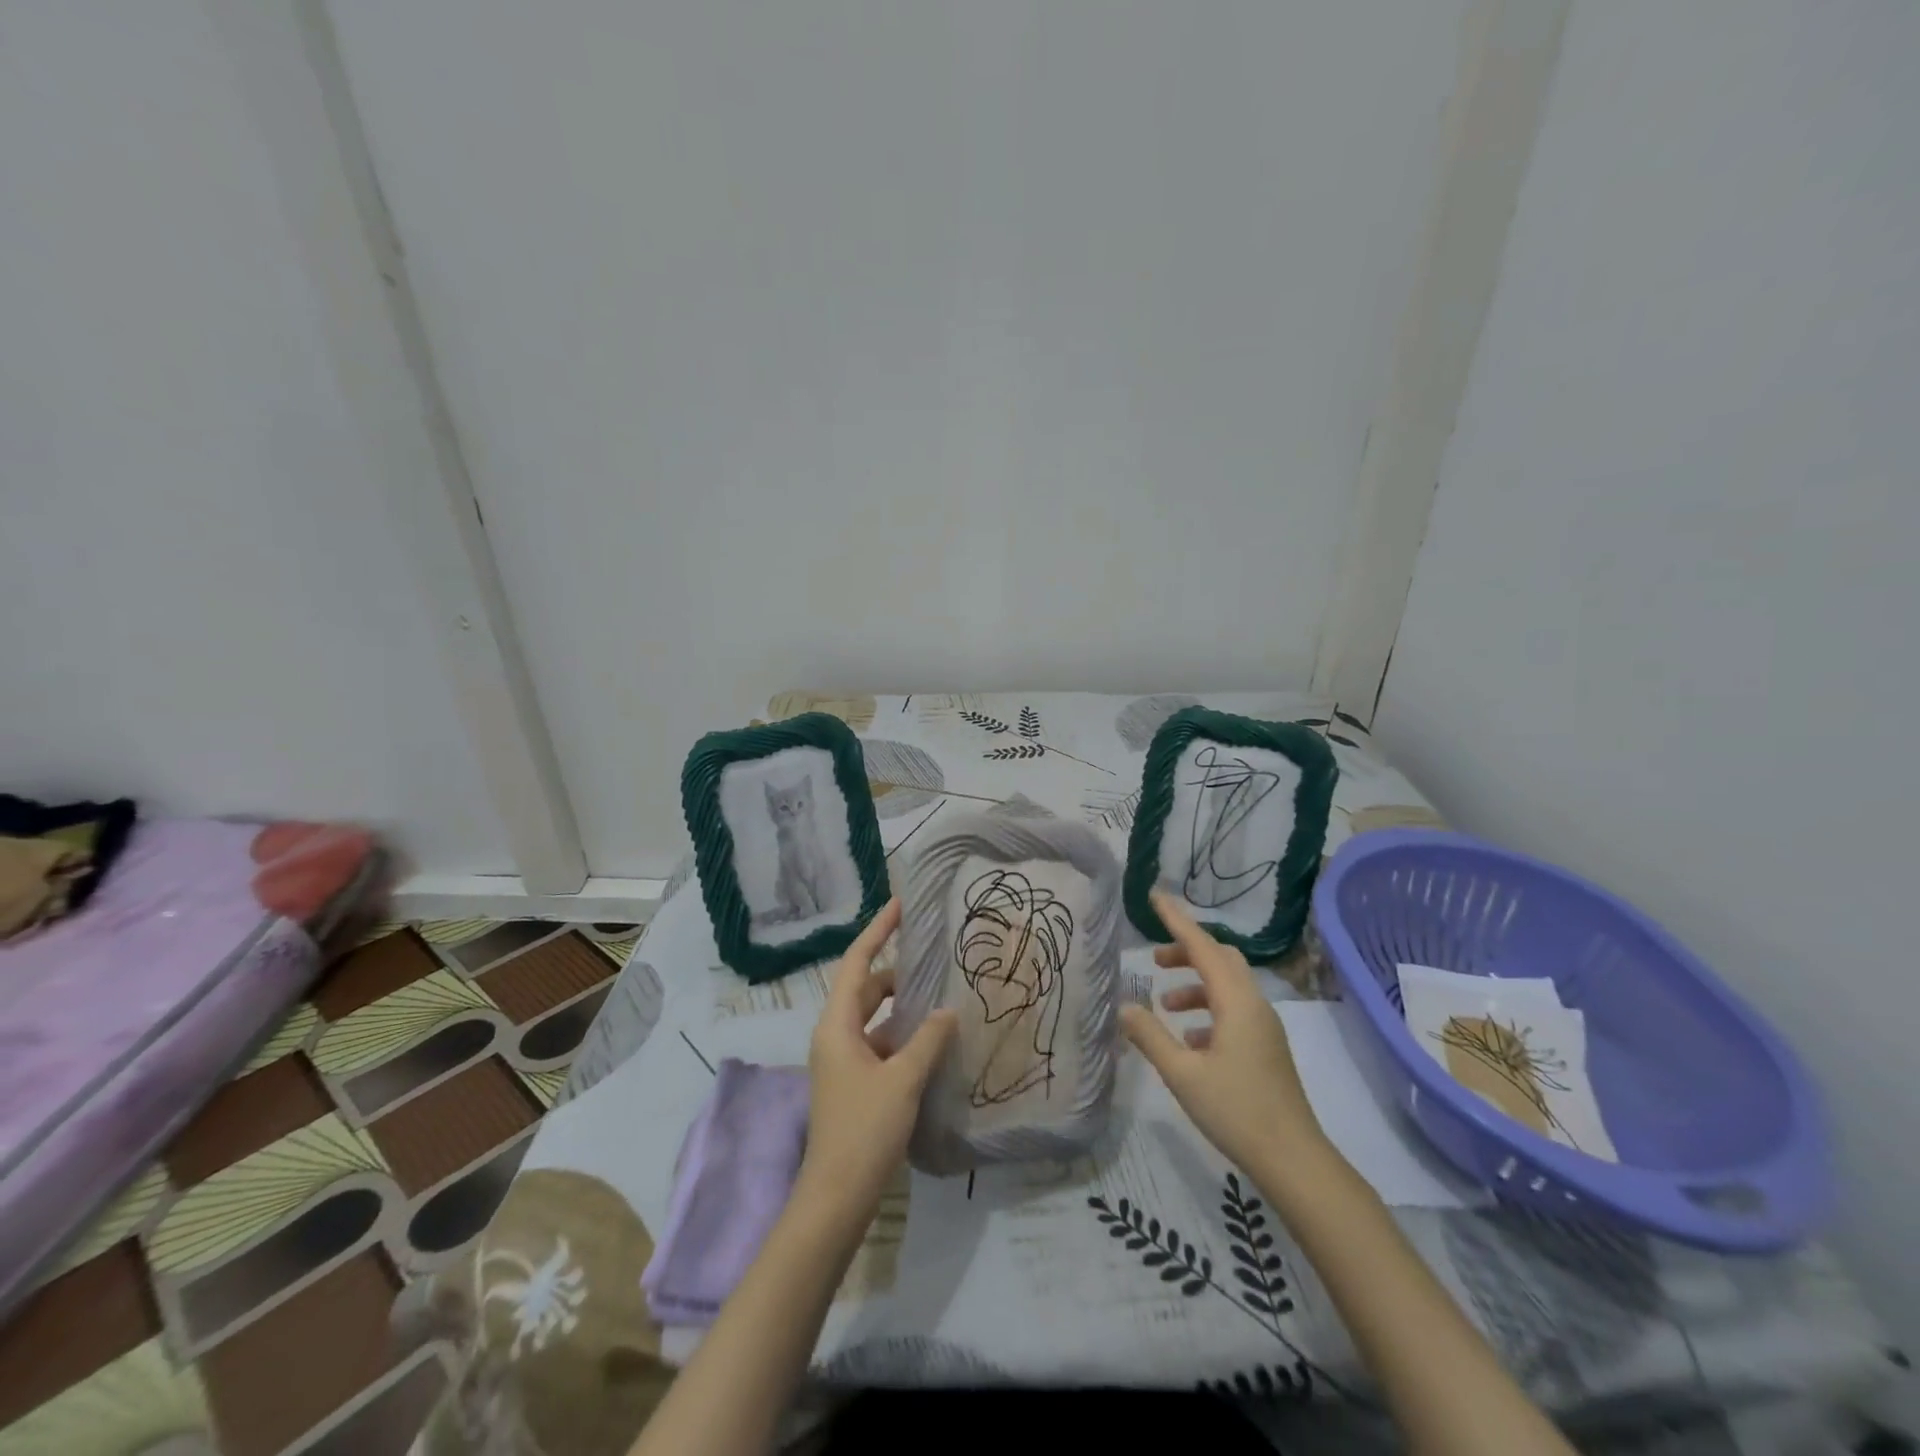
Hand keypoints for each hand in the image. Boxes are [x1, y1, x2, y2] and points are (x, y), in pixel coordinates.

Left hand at [798, 899, 957, 1218]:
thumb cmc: (864, 1130)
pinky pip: (880, 1045)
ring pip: (875, 1019)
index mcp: (837, 1025)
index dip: (878, 931)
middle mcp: (835, 1036)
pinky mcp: (854, 1085)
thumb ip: (927, 1040)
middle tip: (934, 959)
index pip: (857, 962)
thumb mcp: (902, 1079)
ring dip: (903, 1008)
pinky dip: (903, 1037)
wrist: (836, 1198)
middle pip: (866, 988)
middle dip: (897, 972)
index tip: (900, 905)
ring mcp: (843, 1062)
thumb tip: (947, 1010)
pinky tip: (933, 1043)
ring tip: (941, 997)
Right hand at [1119, 890, 1334, 1190]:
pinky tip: (1189, 1039)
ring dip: (1195, 984)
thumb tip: (1125, 1006)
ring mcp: (1264, 1026)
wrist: (1294, 1160)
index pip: (1202, 946)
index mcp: (1236, 1002)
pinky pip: (1234, 1009)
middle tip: (1155, 960)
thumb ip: (1150, 1036)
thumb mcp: (1182, 1073)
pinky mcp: (1266, 1047)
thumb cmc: (1236, 1111)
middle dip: (1187, 951)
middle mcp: (1254, 1004)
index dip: (1177, 920)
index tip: (1155, 896)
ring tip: (1165, 1006)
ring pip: (1228, 985)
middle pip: (1220, 958)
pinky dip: (1208, 1009)